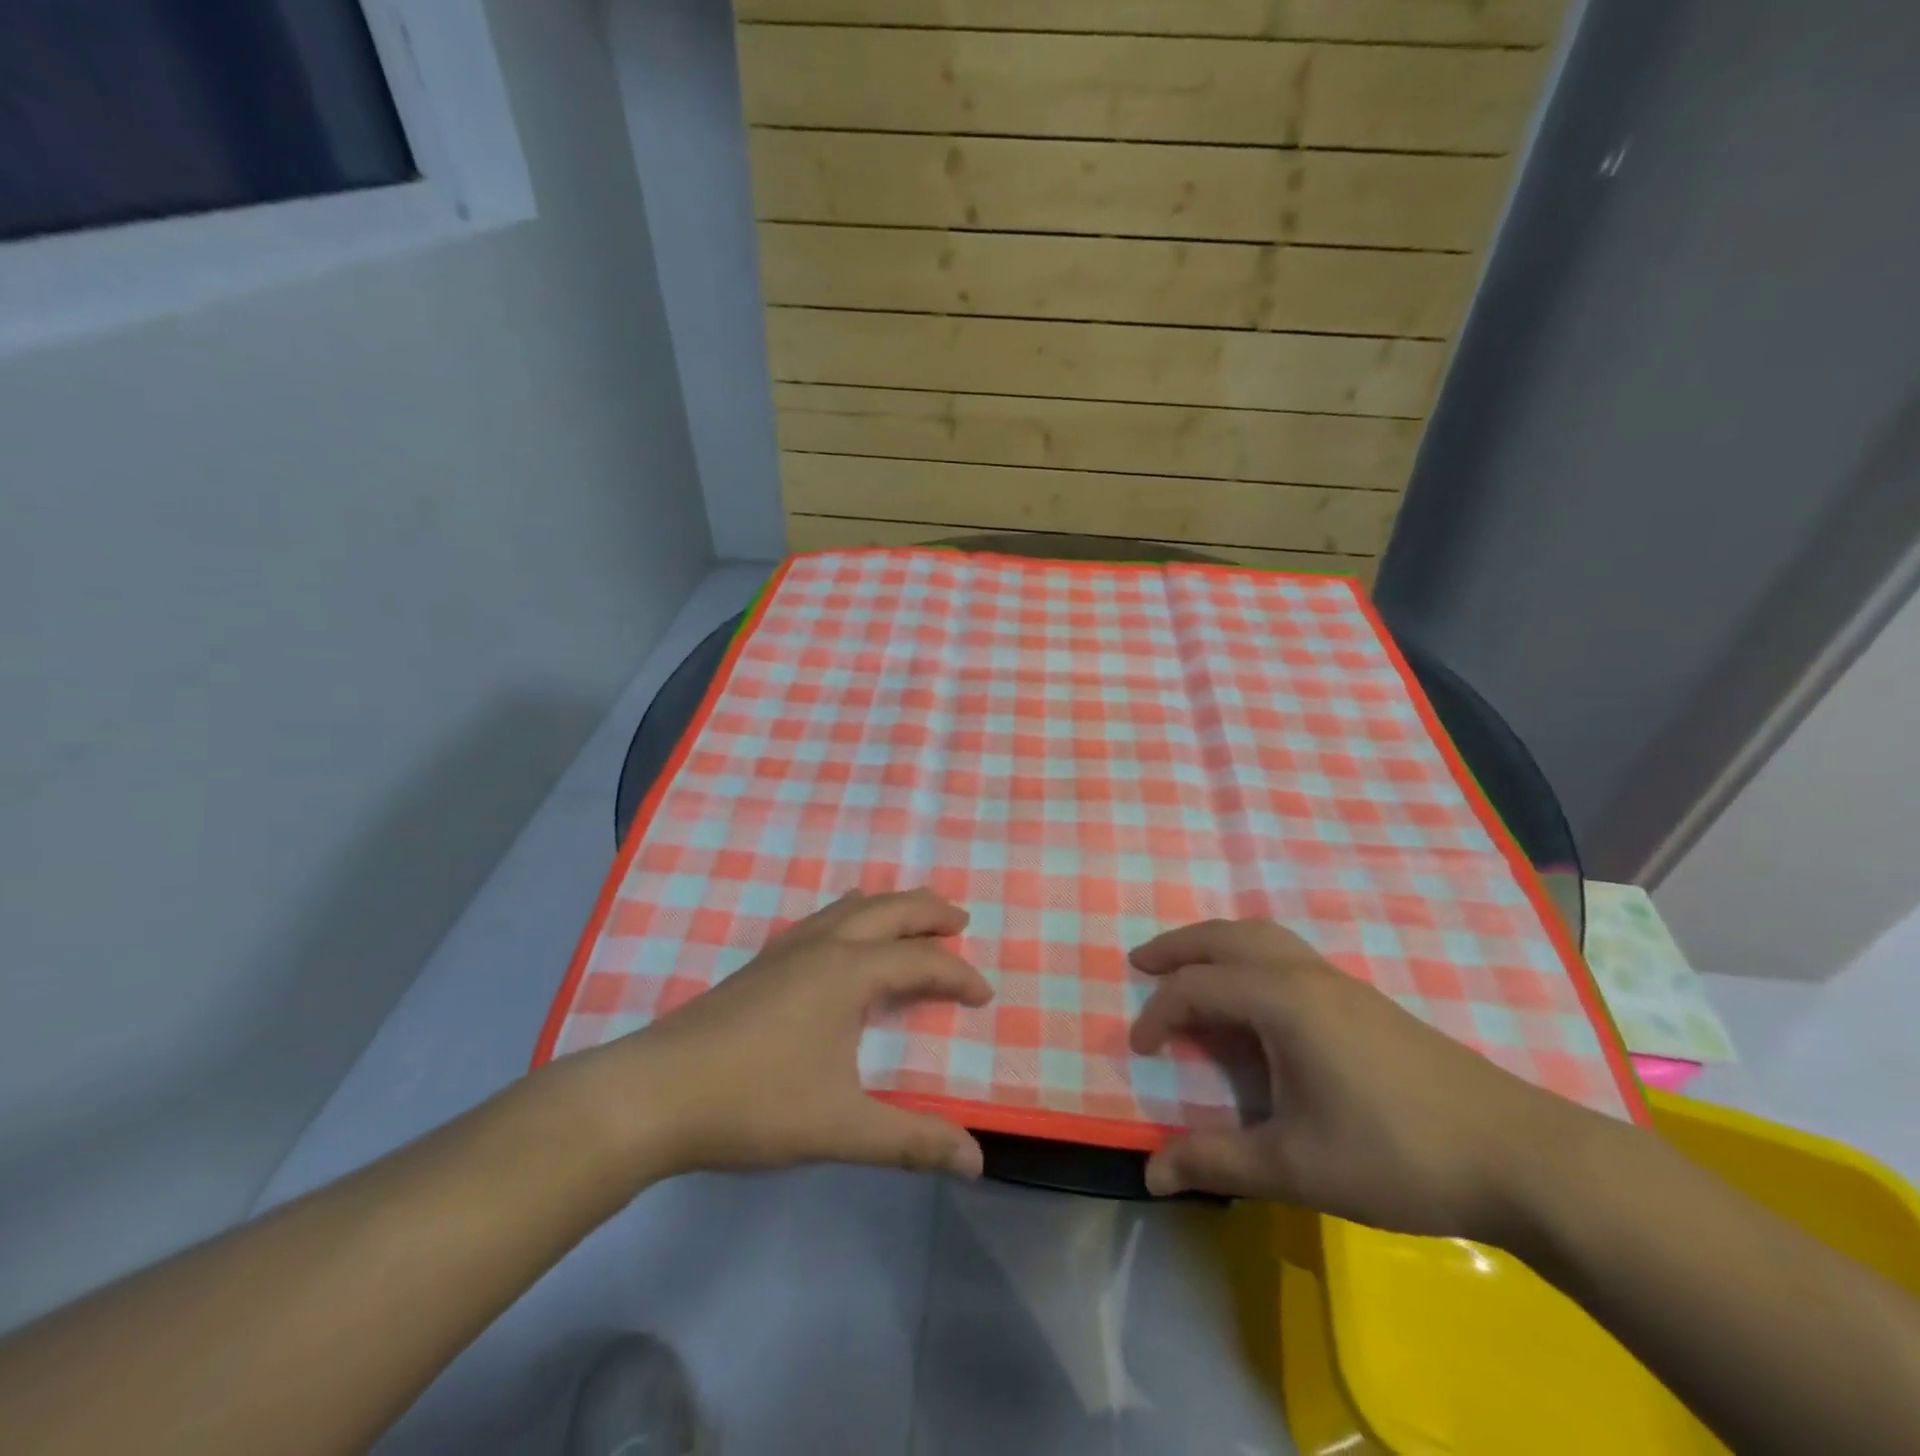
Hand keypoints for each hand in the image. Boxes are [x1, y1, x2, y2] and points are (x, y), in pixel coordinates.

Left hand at [591, 888, 993, 1179]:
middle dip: (928, 912)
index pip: (920, 962)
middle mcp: (822, 946)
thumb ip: (911, 1140)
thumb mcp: (842, 1128)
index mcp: (848, 972)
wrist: (655, 1094)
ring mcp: (786, 950)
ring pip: (849, 907)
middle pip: (888, 910)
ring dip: (888, 907)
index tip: (985, 996)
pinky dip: (851, 917)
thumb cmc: (754, 1103)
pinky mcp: (760, 963)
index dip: (958, 976)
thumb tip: (976, 1160)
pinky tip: (841, 942)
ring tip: (909, 919)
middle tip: (959, 920)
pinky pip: (821, 920)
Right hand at [1128, 918, 1597, 1240]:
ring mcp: (1340, 982)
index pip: (1197, 989)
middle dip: (1177, 946)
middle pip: (1226, 936)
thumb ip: (1217, 1163)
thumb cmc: (1396, 1155)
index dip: (1158, 1016)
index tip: (1139, 1051)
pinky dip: (1250, 957)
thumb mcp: (1296, 1166)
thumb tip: (1150, 1174)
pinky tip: (1254, 997)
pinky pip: (1287, 955)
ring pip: (1262, 937)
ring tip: (1189, 969)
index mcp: (1282, 1001)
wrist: (1521, 1157)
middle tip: (1140, 963)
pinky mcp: (1364, 999)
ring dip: (1216, 944)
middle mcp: (1305, 975)